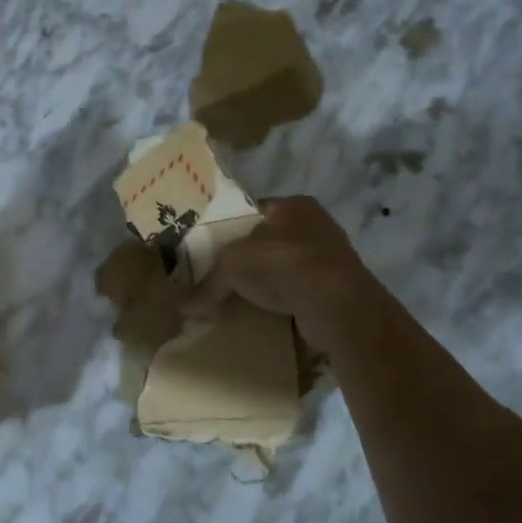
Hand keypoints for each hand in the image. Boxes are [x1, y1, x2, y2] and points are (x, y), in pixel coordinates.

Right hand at [185, 196, 387, 351]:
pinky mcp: (337, 290)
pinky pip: (300, 292)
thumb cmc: (283, 264)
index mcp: (295, 206)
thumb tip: (184, 308)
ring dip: (268, 284)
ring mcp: (330, 259)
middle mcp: (317, 226)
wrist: (336, 305)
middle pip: (270, 241)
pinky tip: (265, 316)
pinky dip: (284, 303)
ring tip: (241, 300)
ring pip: (286, 268)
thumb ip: (208, 284)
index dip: (230, 229)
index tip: (211, 251)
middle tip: (223, 279)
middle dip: (248, 260)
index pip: (254, 212)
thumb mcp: (232, 265)